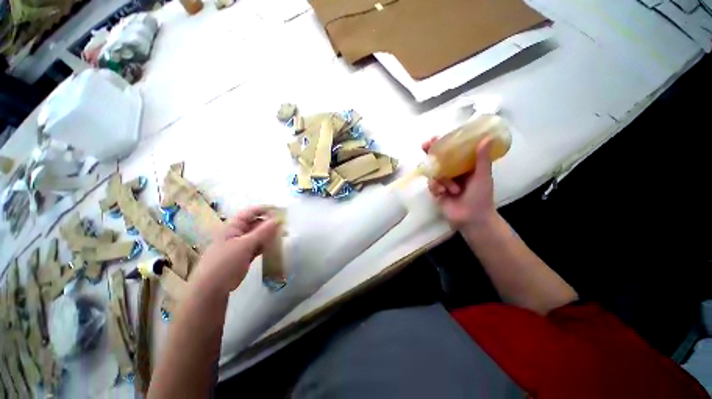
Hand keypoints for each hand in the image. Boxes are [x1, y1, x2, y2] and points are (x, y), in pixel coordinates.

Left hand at [189, 206, 279, 294]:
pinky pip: (258, 246)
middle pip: (256, 223)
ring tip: (284, 235)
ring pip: (258, 235)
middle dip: (270, 223)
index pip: (250, 212)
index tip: (281, 210)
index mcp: (233, 227)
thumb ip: (262, 232)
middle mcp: (237, 233)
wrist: (211, 290)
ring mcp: (241, 245)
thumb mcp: (245, 245)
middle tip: (285, 225)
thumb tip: (278, 219)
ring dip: (269, 234)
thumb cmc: (225, 263)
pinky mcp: (244, 256)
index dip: (265, 209)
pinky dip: (266, 244)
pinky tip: (275, 245)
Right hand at [421, 137, 495, 228]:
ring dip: (441, 180)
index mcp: (464, 167)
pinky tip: (443, 193)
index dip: (443, 144)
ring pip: (434, 173)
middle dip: (430, 153)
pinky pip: (431, 185)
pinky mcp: (436, 192)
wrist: (472, 219)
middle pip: (438, 160)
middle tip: (425, 146)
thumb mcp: (482, 176)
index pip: (452, 152)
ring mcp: (443, 182)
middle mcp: (452, 172)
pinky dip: (436, 188)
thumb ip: (482, 158)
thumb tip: (487, 137)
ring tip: (452, 190)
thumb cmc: (481, 197)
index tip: (435, 137)